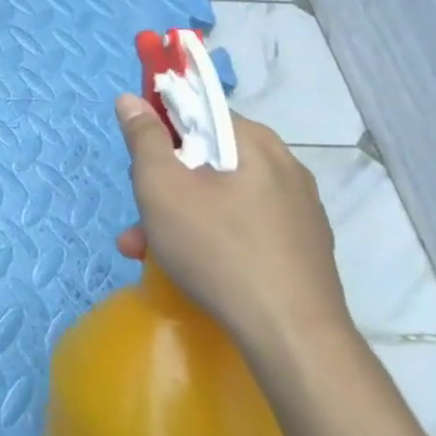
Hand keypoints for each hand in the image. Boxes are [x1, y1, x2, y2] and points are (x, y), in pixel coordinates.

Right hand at [112, 95, 350, 354]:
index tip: (139, 161)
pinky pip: (245, 224)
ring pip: (221, 196)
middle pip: (206, 158)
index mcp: (253, 141)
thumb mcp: (161, 187)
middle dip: (163, 185)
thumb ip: (144, 138)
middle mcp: (283, 165)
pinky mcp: (303, 247)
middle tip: (138, 219)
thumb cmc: (217, 249)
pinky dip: (213, 236)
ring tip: (149, 253)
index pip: (198, 110)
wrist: (293, 337)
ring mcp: (299, 209)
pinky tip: (193, 268)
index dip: (160, 129)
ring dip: (180, 216)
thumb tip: (132, 98)